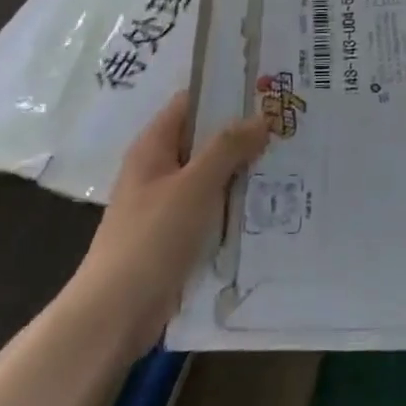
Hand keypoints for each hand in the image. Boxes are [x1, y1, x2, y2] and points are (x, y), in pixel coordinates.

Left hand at [65, 91, 269, 358]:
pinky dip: (236, 204)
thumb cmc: (151, 239)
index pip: (192, 102)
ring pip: (213, 176)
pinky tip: (270, 205)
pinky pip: (212, 208)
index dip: (226, 92)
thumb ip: (228, 148)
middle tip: (289, 126)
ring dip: (244, 171)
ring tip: (290, 161)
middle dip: (244, 134)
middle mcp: (159, 169)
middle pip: (206, 139)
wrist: (114, 316)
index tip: (267, 89)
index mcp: (154, 146)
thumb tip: (261, 117)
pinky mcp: (177, 236)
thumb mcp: (195, 186)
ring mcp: (167, 204)